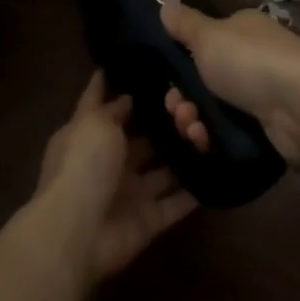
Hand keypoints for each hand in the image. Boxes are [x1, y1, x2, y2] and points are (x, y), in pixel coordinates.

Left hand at [35, 71, 197, 279]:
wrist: (78, 233)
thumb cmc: (83, 167)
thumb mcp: (94, 124)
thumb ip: (113, 109)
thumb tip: (127, 97)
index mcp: (88, 137)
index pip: (102, 105)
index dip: (116, 86)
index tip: (143, 66)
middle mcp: (109, 163)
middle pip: (142, 140)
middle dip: (166, 123)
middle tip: (198, 103)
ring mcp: (130, 194)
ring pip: (165, 171)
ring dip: (186, 156)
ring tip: (215, 132)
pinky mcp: (149, 220)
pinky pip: (177, 203)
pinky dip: (196, 192)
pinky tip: (221, 171)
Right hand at [157, 1, 299, 165]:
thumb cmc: (250, 62)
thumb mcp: (208, 36)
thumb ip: (185, 24)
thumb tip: (165, 3)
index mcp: (242, 32)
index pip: (204, 44)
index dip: (180, 63)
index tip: (167, 80)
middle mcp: (254, 59)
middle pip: (204, 82)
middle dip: (183, 99)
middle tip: (178, 110)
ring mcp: (263, 95)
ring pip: (214, 110)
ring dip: (193, 121)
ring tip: (193, 129)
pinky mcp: (268, 128)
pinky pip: (230, 133)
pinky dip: (213, 139)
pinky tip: (206, 142)